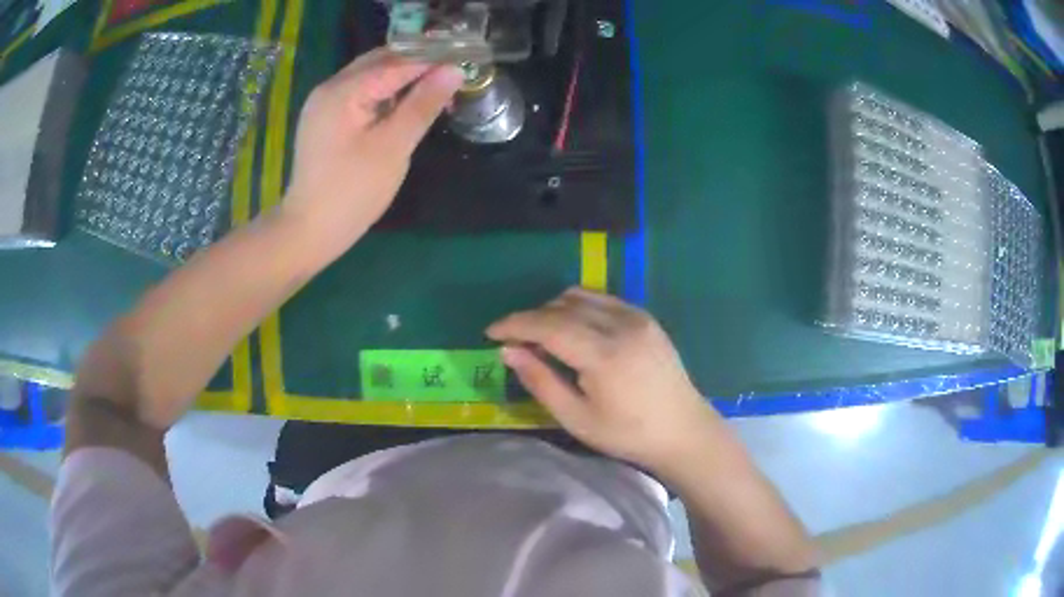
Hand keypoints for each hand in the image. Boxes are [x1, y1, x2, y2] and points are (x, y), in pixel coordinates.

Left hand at [282, 49, 462, 257]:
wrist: (309, 231)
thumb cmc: (352, 192)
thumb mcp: (393, 147)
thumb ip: (422, 105)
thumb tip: (453, 71)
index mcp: (343, 90)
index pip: (397, 63)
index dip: (433, 60)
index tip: (466, 62)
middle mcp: (330, 88)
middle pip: (380, 62)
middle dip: (417, 65)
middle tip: (452, 75)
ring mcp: (324, 103)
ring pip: (370, 77)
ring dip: (402, 78)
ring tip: (435, 90)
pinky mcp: (325, 119)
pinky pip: (360, 94)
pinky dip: (385, 94)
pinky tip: (405, 105)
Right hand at [486, 287, 723, 476]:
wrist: (683, 430)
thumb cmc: (627, 434)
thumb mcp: (577, 418)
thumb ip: (541, 381)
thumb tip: (509, 351)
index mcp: (604, 354)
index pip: (548, 325)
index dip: (515, 324)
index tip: (491, 332)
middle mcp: (621, 325)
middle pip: (562, 306)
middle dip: (531, 318)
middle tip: (513, 340)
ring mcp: (637, 317)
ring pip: (581, 296)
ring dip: (553, 310)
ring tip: (541, 336)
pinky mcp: (646, 318)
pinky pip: (602, 299)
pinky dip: (578, 307)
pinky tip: (573, 330)